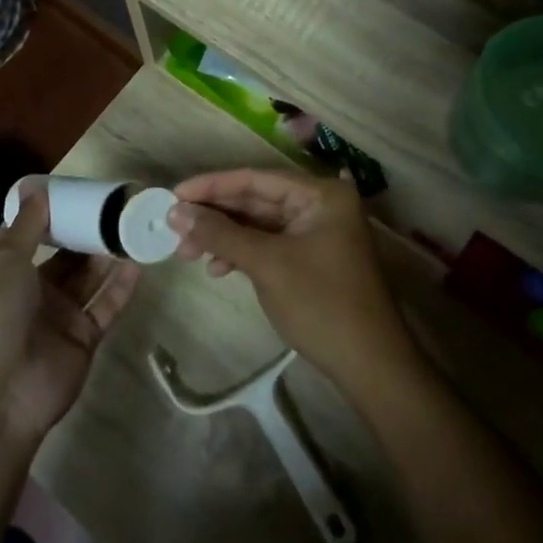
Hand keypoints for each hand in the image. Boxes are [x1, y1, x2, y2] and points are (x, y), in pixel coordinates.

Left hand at [0, 178, 139, 450]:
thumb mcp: (3, 262)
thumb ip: (27, 226)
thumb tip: (36, 189)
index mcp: (5, 273)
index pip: (32, 237)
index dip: (54, 216)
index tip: (80, 192)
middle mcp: (32, 292)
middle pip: (65, 257)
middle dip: (87, 234)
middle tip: (116, 208)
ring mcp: (59, 317)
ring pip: (88, 279)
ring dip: (107, 256)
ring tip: (131, 228)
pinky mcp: (83, 339)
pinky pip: (106, 306)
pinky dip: (121, 287)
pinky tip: (138, 263)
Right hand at [168, 169, 412, 391]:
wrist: (369, 364)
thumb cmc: (321, 303)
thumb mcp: (266, 264)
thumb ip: (220, 233)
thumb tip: (175, 212)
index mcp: (320, 194)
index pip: (255, 178)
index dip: (211, 185)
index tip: (173, 195)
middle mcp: (320, 204)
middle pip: (255, 198)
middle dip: (214, 214)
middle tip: (173, 226)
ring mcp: (317, 231)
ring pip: (258, 223)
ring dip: (223, 235)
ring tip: (188, 252)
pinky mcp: (311, 257)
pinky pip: (268, 243)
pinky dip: (241, 252)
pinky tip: (217, 268)